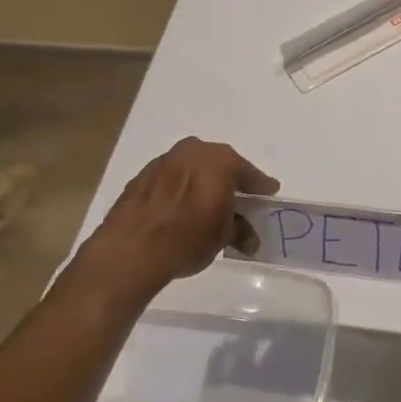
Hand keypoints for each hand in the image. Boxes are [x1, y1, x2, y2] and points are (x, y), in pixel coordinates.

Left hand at [81, 137, 277, 291]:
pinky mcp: (141, 177)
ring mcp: (164, 161)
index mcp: (220, 161)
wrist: (131, 249)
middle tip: (238, 199)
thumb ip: (240, 231)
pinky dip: (180, 190)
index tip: (269, 193)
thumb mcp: (223, 237)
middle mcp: (193, 152)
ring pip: (193, 169)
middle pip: (219, 165)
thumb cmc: (188, 237)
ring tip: (207, 206)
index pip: (249, 173)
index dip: (260, 186)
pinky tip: (180, 210)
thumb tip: (248, 238)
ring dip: (202, 183)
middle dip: (229, 181)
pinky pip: (171, 179)